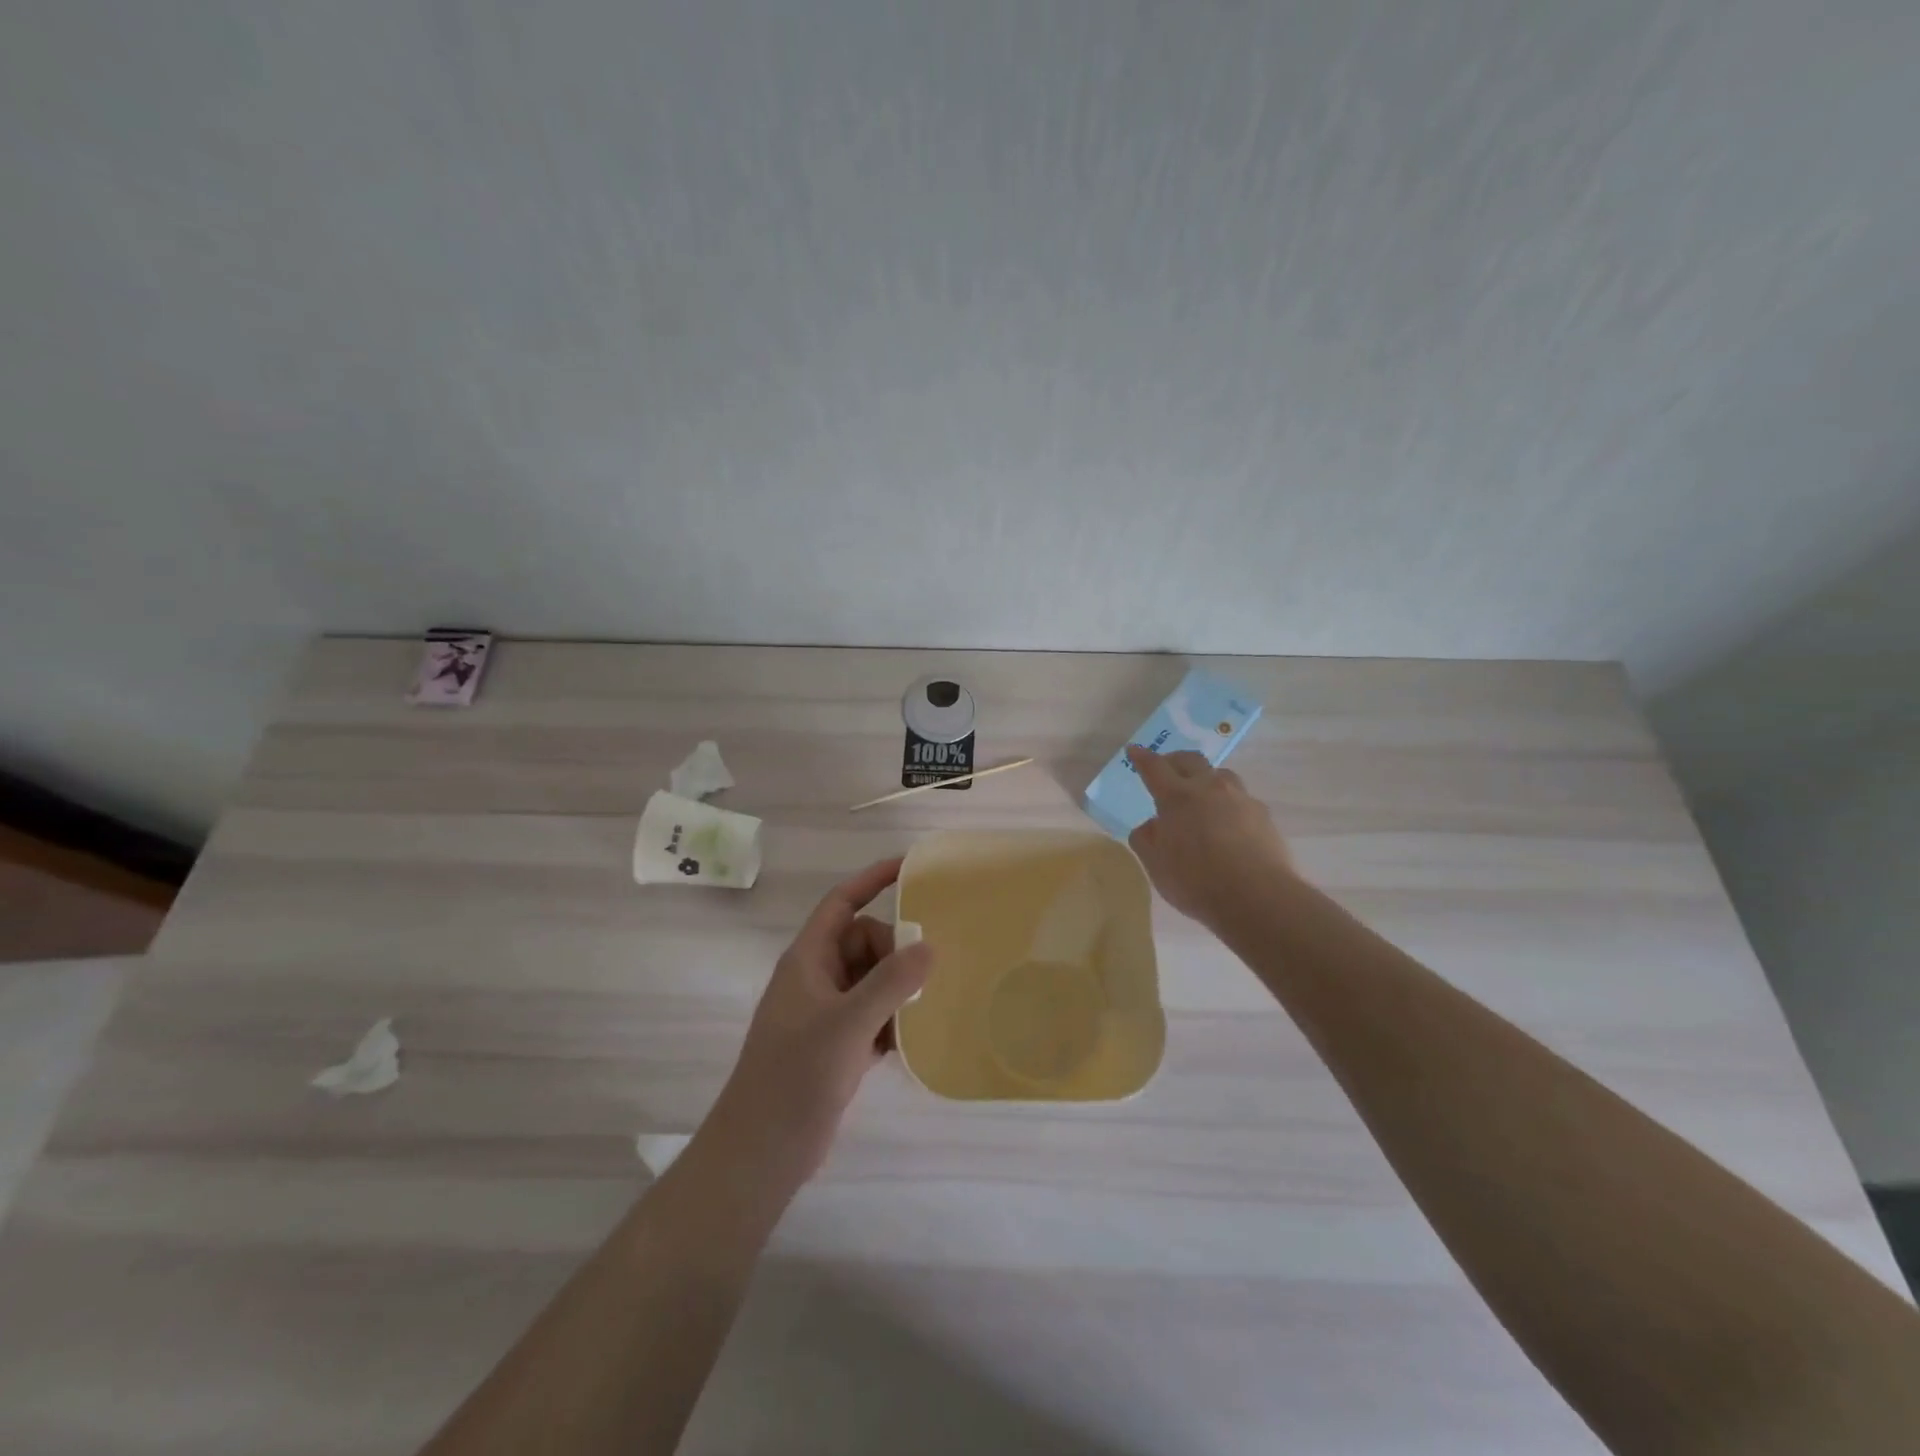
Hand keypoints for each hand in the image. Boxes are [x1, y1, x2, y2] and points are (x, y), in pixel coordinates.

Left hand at [704, 858, 932, 1190]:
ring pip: (872, 979)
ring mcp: (825, 1012)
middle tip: (918, 984)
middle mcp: (816, 978)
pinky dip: (890, 1021)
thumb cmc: (796, 1077)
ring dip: (896, 992)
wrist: (762, 1152)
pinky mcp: (835, 1043)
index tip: (910, 868)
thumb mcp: (848, 1025)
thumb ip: (890, 983)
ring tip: (916, 1016)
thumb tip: (929, 946)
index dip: (872, 880)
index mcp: (808, 959)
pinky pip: (872, 1013)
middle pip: (864, 941)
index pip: (841, 902)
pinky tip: (905, 1045)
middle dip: (894, 954)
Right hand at [1125, 745, 1294, 929]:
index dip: (1142, 758)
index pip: (1154, 768)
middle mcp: (1209, 788)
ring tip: (1201, 798)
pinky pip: (1241, 800)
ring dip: (1206, 779)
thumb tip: (1152, 824)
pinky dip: (1228, 804)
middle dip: (1174, 760)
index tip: (1134, 751)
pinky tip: (1228, 825)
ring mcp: (1240, 799)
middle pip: (1190, 760)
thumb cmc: (1196, 881)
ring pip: (1221, 775)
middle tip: (1166, 770)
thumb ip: (1146, 839)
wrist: (1257, 898)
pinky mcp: (1263, 815)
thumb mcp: (1156, 865)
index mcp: (1177, 797)